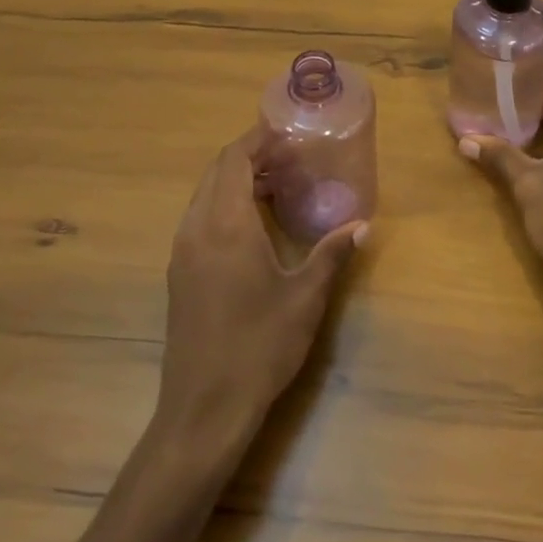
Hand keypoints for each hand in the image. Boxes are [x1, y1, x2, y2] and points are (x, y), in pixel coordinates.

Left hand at [159, 130, 365, 440]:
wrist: (204, 409)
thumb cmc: (259, 346)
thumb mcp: (305, 297)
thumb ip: (332, 254)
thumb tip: (363, 224)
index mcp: (225, 225)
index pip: (234, 160)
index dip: (257, 140)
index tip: (286, 132)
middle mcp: (196, 229)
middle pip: (216, 173)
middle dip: (249, 156)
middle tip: (288, 157)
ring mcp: (182, 253)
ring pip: (204, 196)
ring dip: (235, 180)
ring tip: (275, 184)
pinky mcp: (179, 275)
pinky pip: (199, 219)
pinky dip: (224, 205)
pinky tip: (253, 225)